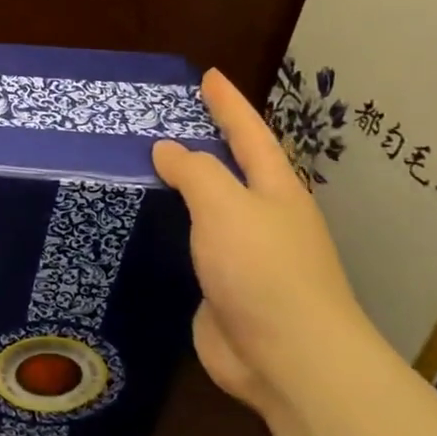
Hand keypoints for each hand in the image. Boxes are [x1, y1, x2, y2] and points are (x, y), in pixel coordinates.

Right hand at [151, 69, 382, 423]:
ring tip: (146, 167)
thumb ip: (195, 173)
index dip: (229, 104)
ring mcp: (245, 256)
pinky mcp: (224, 287)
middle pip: (234, 170)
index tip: (208, 76)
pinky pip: (192, 245)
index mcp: (276, 192)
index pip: (249, 135)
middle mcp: (264, 218)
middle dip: (207, 142)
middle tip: (166, 119)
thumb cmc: (263, 271)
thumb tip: (167, 149)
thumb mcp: (226, 207)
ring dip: (185, 187)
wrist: (289, 359)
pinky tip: (148, 226)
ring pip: (210, 209)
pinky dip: (172, 228)